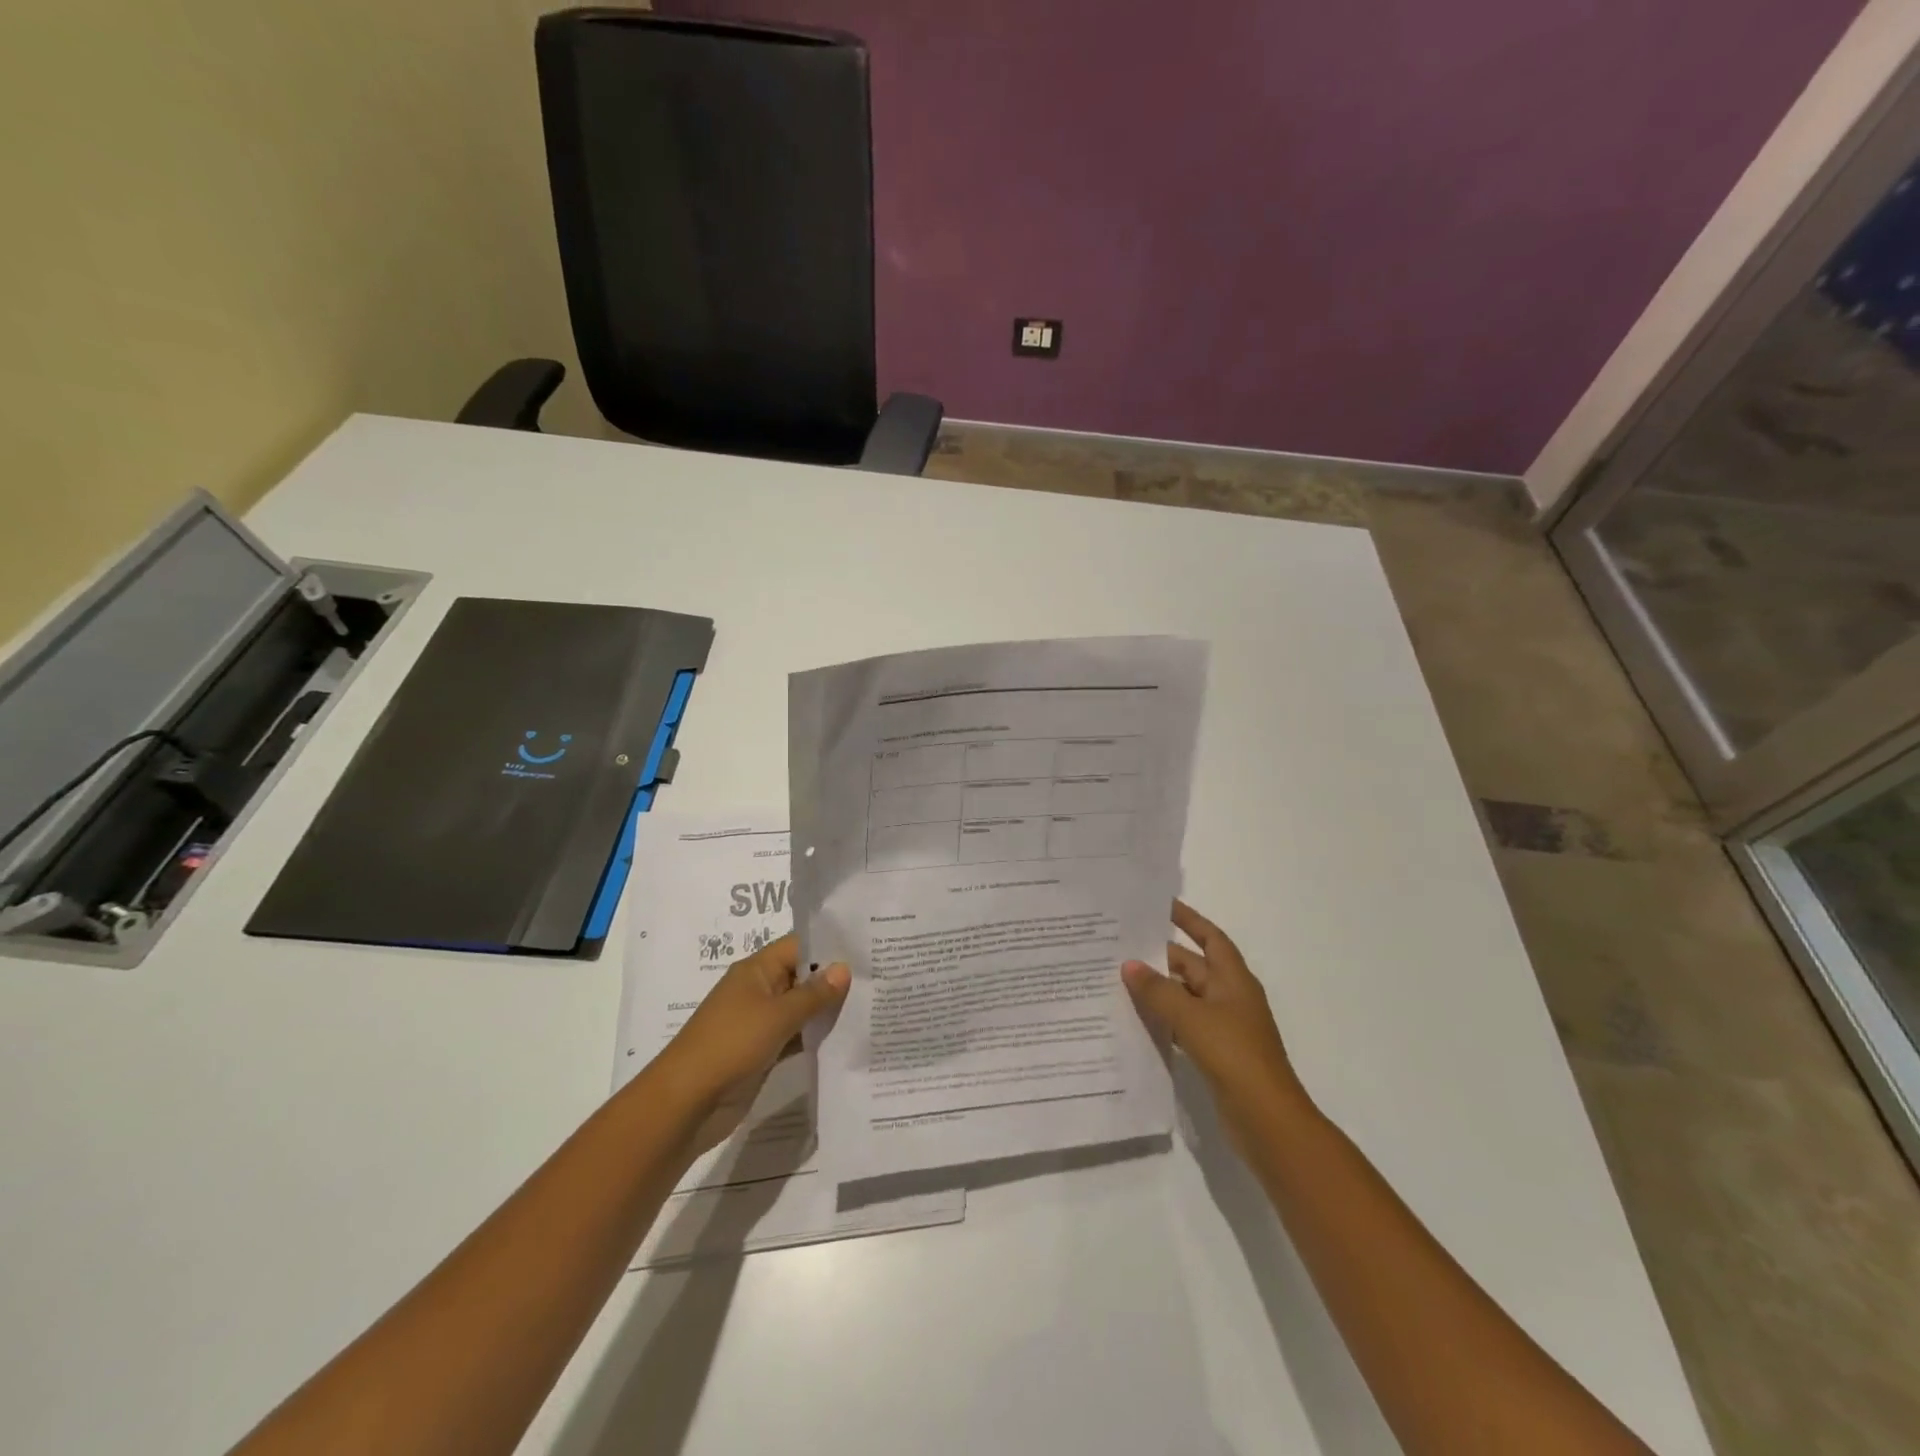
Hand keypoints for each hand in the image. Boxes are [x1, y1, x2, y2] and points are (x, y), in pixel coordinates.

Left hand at [655, 934, 849, 1153]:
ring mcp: (760, 1023)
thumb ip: (814, 994)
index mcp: (756, 970)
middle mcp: (759, 990)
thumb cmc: (731, 1045)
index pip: (799, 946)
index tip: (866, 949)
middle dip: (834, 979)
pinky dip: (815, 1037)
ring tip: (871, 1005)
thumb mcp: (777, 1015)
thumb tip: (844, 968)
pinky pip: (795, 1036)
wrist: (686, 1103)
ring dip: (827, 1010)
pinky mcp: (763, 1052)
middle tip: (879, 977)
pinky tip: (846, 1037)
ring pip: (800, 1009)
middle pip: (802, 976)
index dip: (830, 946)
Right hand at [1122, 901, 1310, 1146]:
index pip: (1210, 937)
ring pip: (1185, 997)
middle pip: (1192, 966)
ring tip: (1119, 978)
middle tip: (1121, 945)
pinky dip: (1163, 1019)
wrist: (1267, 1120)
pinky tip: (1136, 1019)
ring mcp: (1224, 1026)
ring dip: (1158, 989)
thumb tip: (1129, 964)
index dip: (1188, 919)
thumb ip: (1158, 990)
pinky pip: (1184, 1024)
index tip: (1161, 905)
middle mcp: (1230, 997)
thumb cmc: (1234, 1056)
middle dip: (1160, 956)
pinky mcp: (1215, 1053)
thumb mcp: (1192, 1017)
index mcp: (1233, 980)